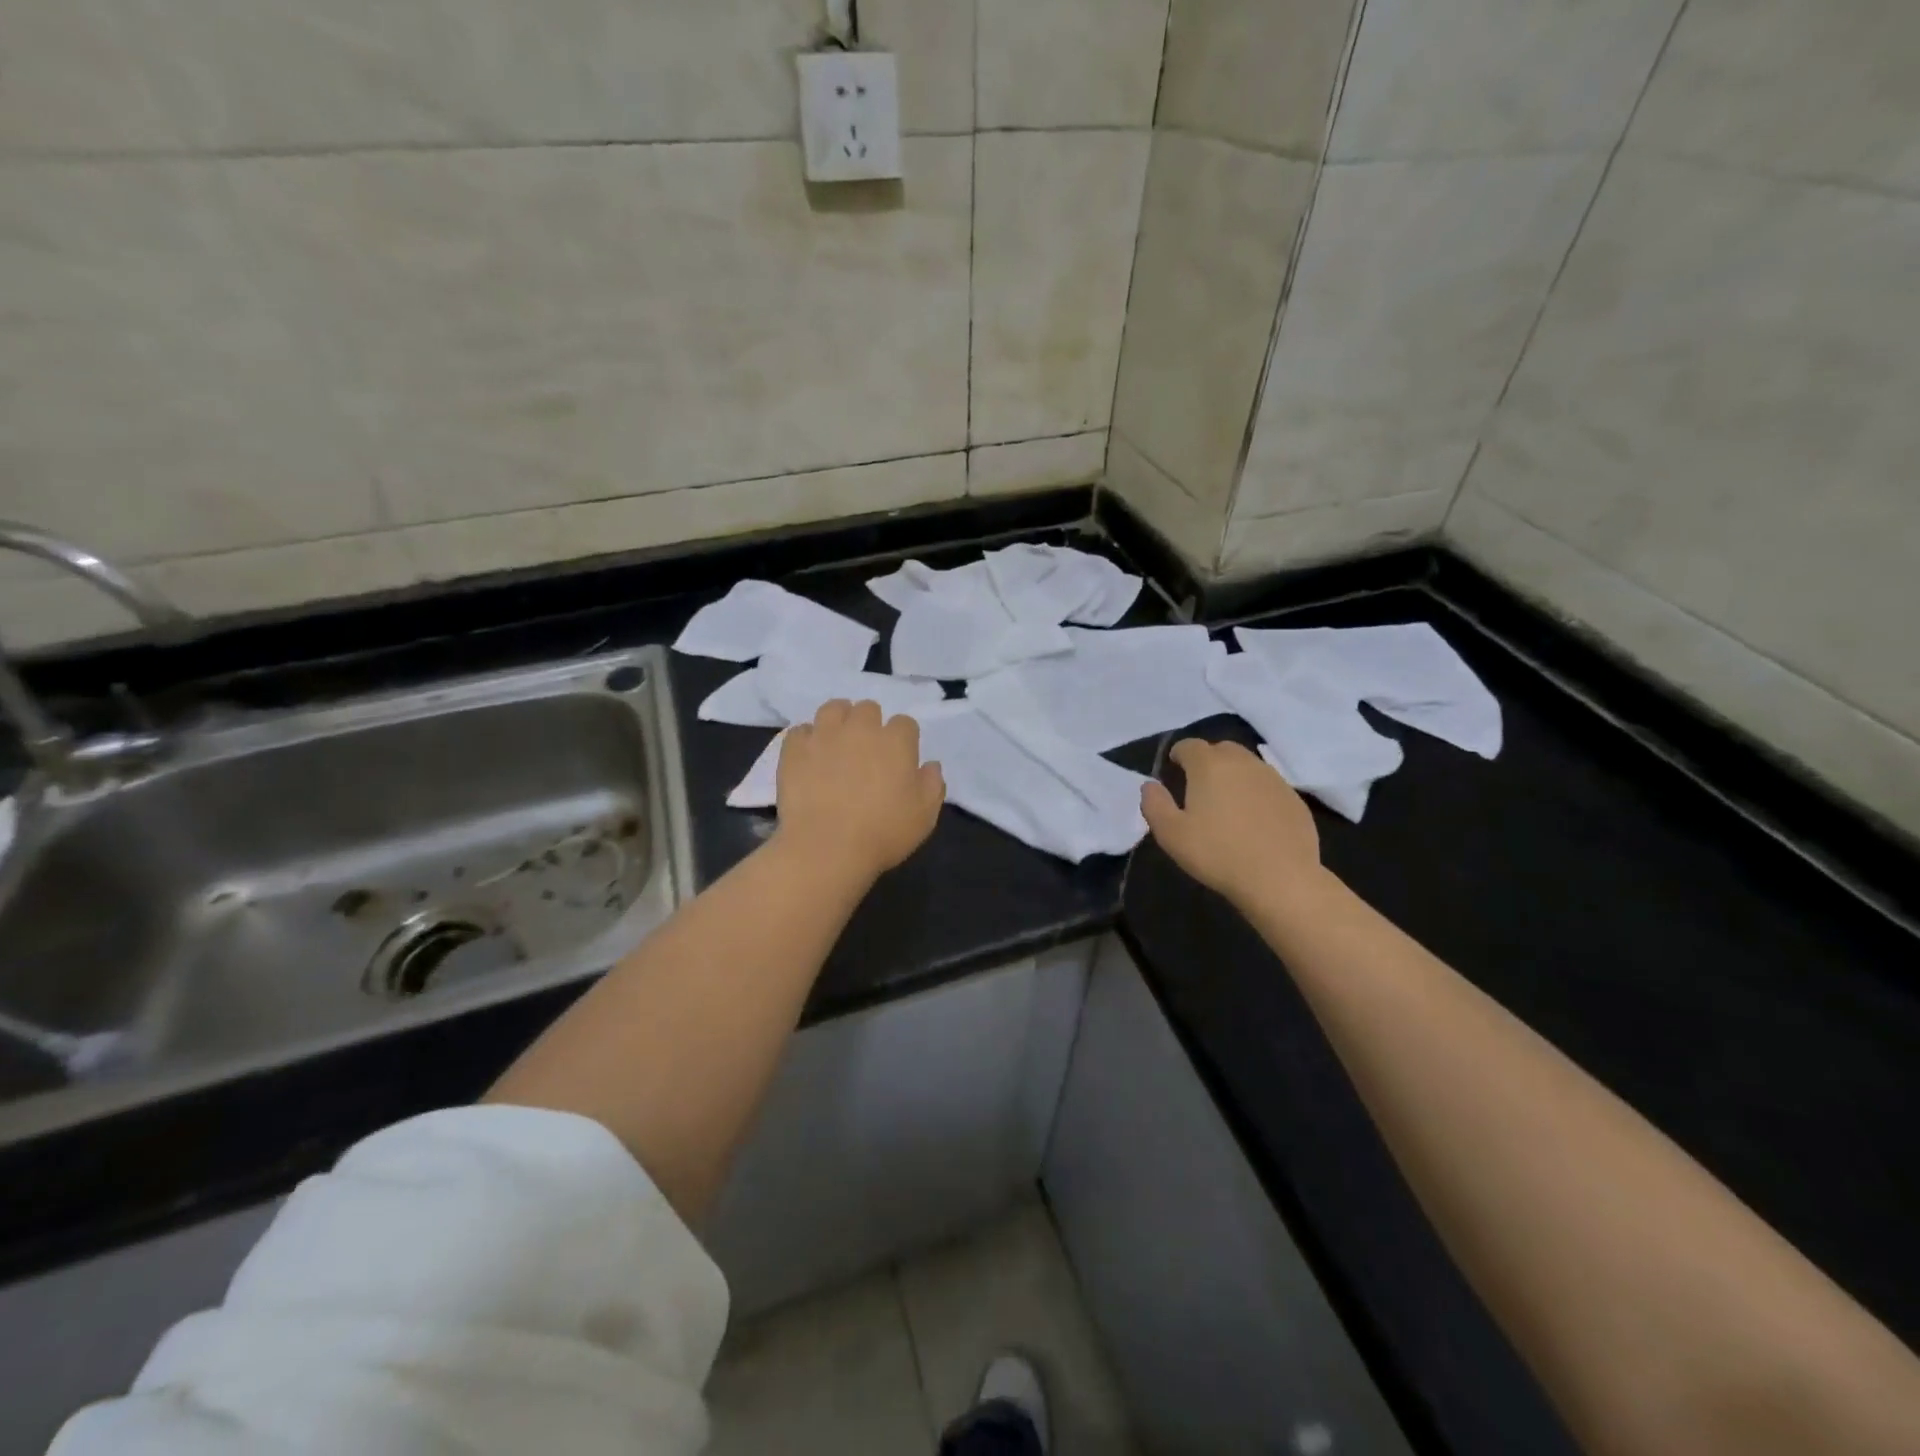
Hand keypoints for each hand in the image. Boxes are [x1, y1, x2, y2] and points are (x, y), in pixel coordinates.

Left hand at [775, 700, 945, 882]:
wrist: (826, 848)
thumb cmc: (883, 833)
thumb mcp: (925, 816)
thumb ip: (932, 784)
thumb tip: (930, 765)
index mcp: (896, 741)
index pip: (905, 723)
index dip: (903, 740)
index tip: (899, 760)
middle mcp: (861, 728)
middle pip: (868, 709)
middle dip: (870, 724)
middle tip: (867, 752)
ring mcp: (824, 735)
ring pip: (833, 708)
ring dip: (839, 721)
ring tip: (837, 743)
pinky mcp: (794, 748)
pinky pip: (801, 731)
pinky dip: (807, 740)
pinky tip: (810, 758)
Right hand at [1141, 739, 1326, 912]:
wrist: (1281, 878)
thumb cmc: (1218, 854)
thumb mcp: (1171, 834)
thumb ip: (1154, 804)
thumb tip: (1150, 785)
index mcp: (1209, 765)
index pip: (1189, 745)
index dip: (1178, 754)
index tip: (1173, 769)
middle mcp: (1243, 763)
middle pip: (1222, 749)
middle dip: (1208, 760)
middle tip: (1199, 784)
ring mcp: (1273, 779)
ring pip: (1248, 765)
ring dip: (1234, 775)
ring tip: (1227, 802)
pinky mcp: (1294, 798)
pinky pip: (1268, 786)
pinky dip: (1256, 793)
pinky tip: (1254, 819)